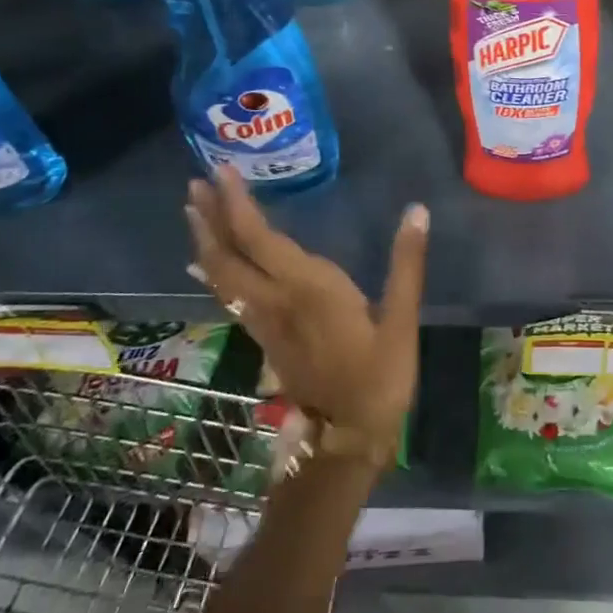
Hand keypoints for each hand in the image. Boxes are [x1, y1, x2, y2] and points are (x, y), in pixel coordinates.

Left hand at [184, 172, 428, 460]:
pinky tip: (206, 263)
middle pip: (229, 254)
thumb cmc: (378, 378)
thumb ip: (406, 264)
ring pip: (222, 275)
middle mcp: (276, 300)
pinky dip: (214, 270)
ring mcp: (265, 321)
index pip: (259, 239)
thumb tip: (417, 211)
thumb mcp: (401, 321)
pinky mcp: (265, 336)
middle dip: (210, 217)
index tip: (221, 173)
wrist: (346, 440)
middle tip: (196, 184)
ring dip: (207, 239)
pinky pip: (229, 294)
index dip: (236, 205)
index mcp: (307, 289)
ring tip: (195, 211)